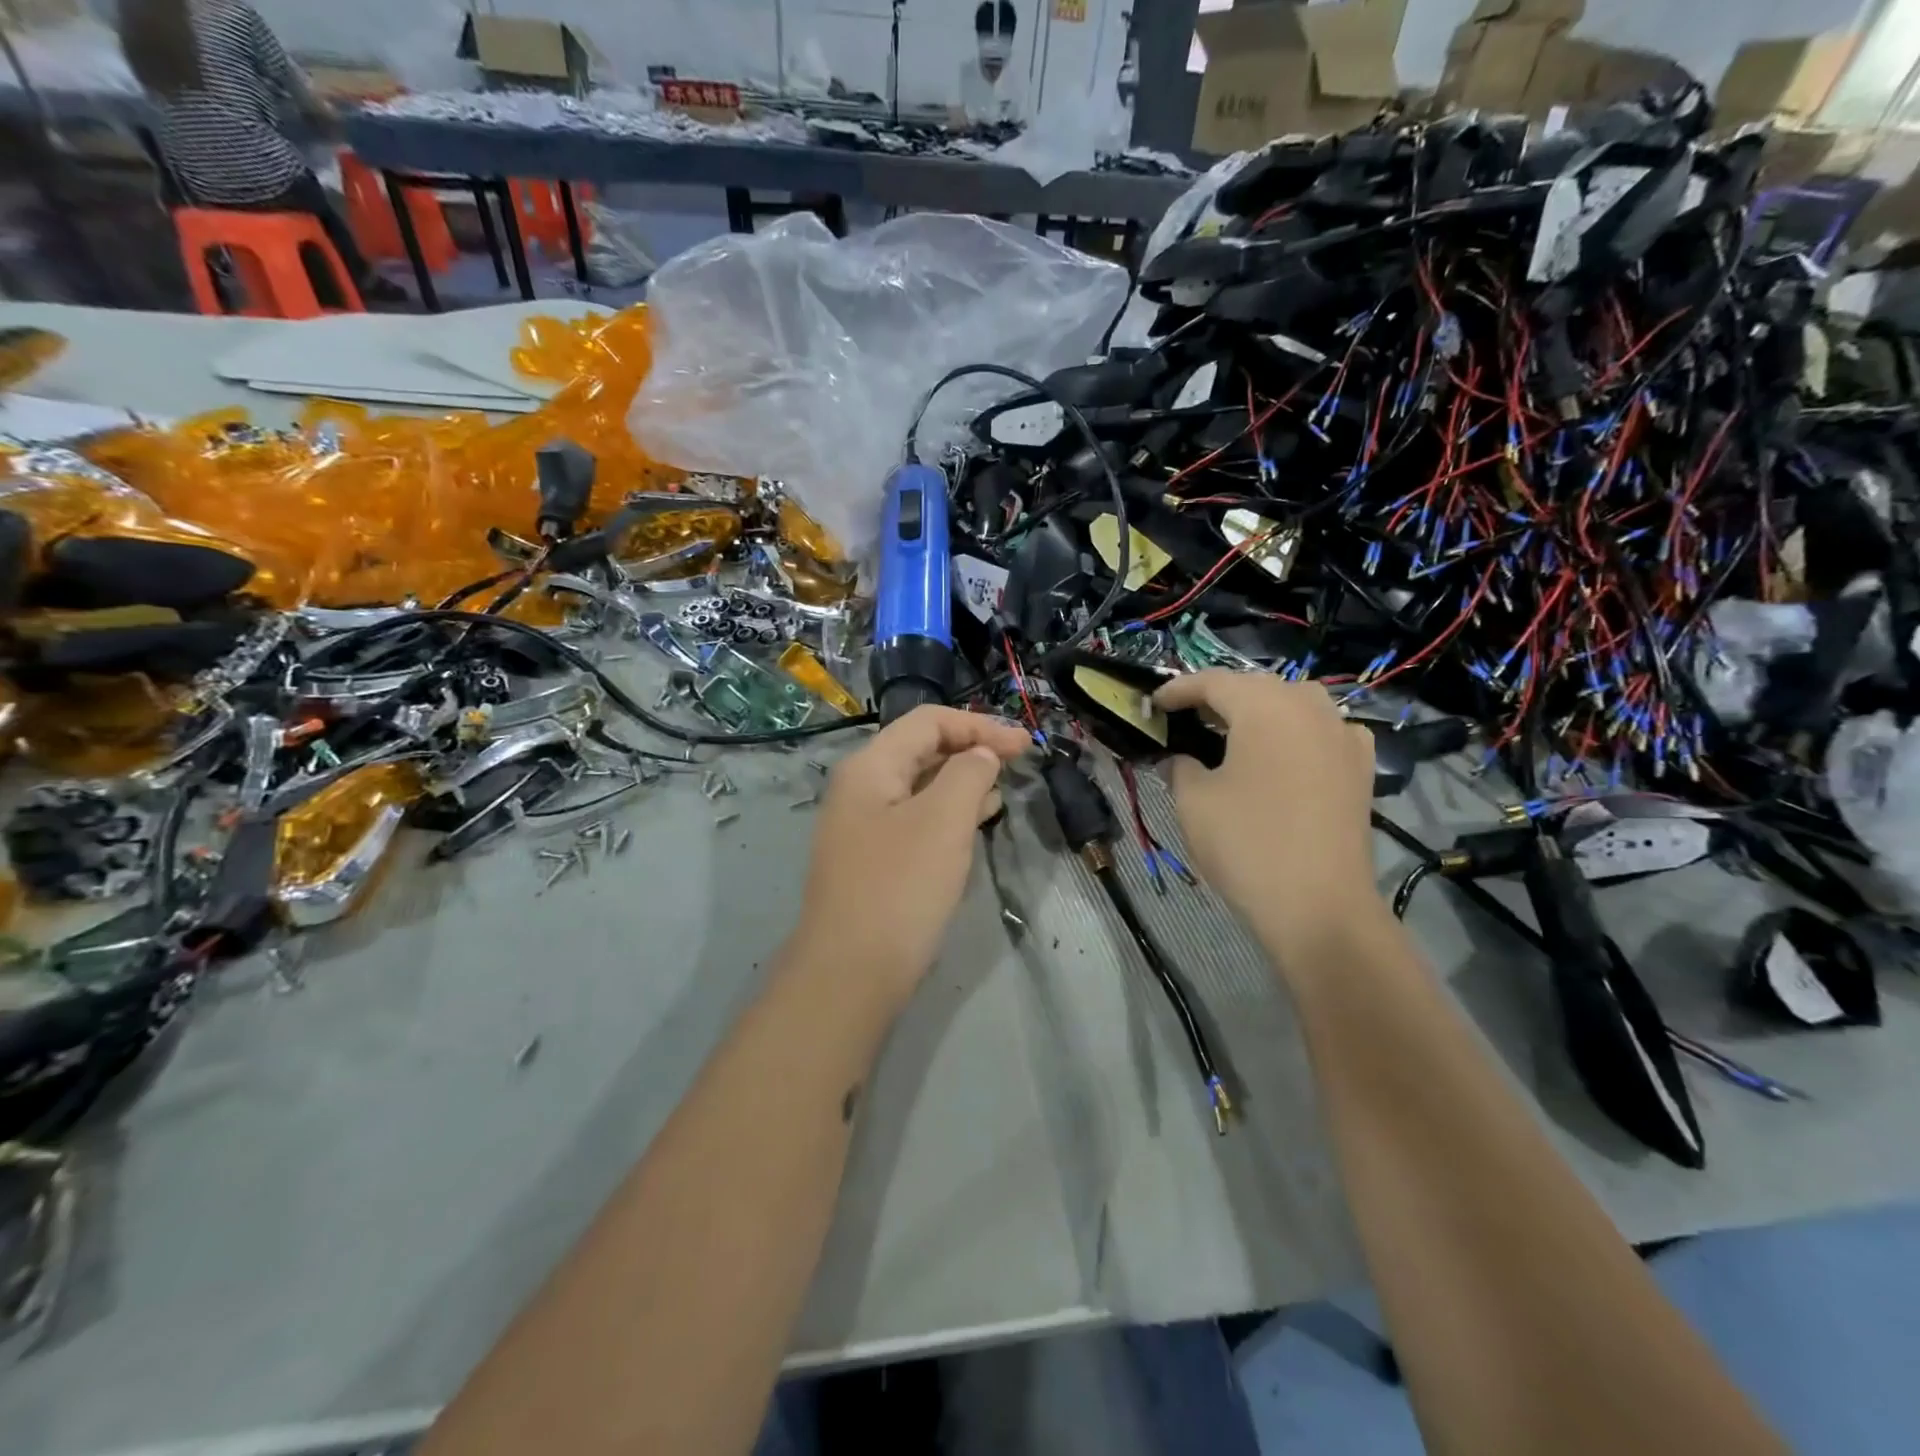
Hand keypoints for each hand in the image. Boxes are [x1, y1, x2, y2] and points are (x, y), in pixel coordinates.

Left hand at [789, 707, 1030, 1010]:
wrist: (850, 974)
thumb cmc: (900, 887)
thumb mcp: (944, 821)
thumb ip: (968, 774)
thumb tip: (981, 754)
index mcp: (870, 766)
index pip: (928, 722)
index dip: (978, 725)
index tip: (1022, 746)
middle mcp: (861, 788)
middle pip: (921, 748)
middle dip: (970, 748)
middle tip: (1015, 763)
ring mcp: (863, 825)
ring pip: (920, 785)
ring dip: (962, 780)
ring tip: (1002, 789)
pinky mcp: (874, 859)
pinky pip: (916, 818)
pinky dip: (948, 812)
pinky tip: (976, 821)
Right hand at [1156, 672, 1382, 967]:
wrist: (1319, 907)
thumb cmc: (1247, 845)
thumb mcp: (1193, 802)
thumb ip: (1179, 766)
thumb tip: (1178, 758)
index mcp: (1265, 707)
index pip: (1213, 681)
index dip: (1179, 689)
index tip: (1153, 704)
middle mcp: (1309, 708)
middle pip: (1256, 686)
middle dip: (1219, 698)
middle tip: (1186, 719)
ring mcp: (1343, 736)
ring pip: (1294, 704)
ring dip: (1260, 711)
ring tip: (1232, 734)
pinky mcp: (1360, 768)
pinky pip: (1323, 731)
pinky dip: (1297, 732)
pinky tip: (1285, 755)